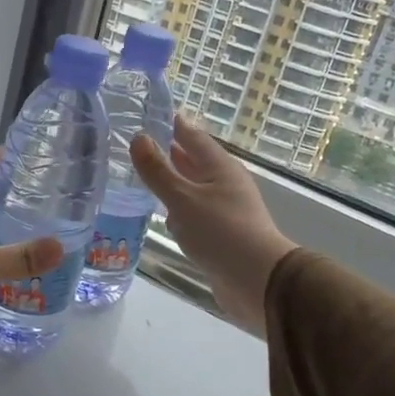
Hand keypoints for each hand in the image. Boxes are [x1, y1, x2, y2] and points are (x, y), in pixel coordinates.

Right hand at [131, 113, 296, 337]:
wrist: (257, 281)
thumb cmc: (220, 232)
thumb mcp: (183, 199)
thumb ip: (158, 171)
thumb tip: (138, 138)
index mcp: (220, 167)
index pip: (193, 136)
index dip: (173, 125)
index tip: (149, 114)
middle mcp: (223, 184)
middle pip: (193, 162)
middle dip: (168, 153)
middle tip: (137, 144)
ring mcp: (223, 210)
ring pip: (192, 189)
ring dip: (171, 184)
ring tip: (142, 177)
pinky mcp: (219, 235)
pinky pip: (193, 215)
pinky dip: (177, 212)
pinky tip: (162, 217)